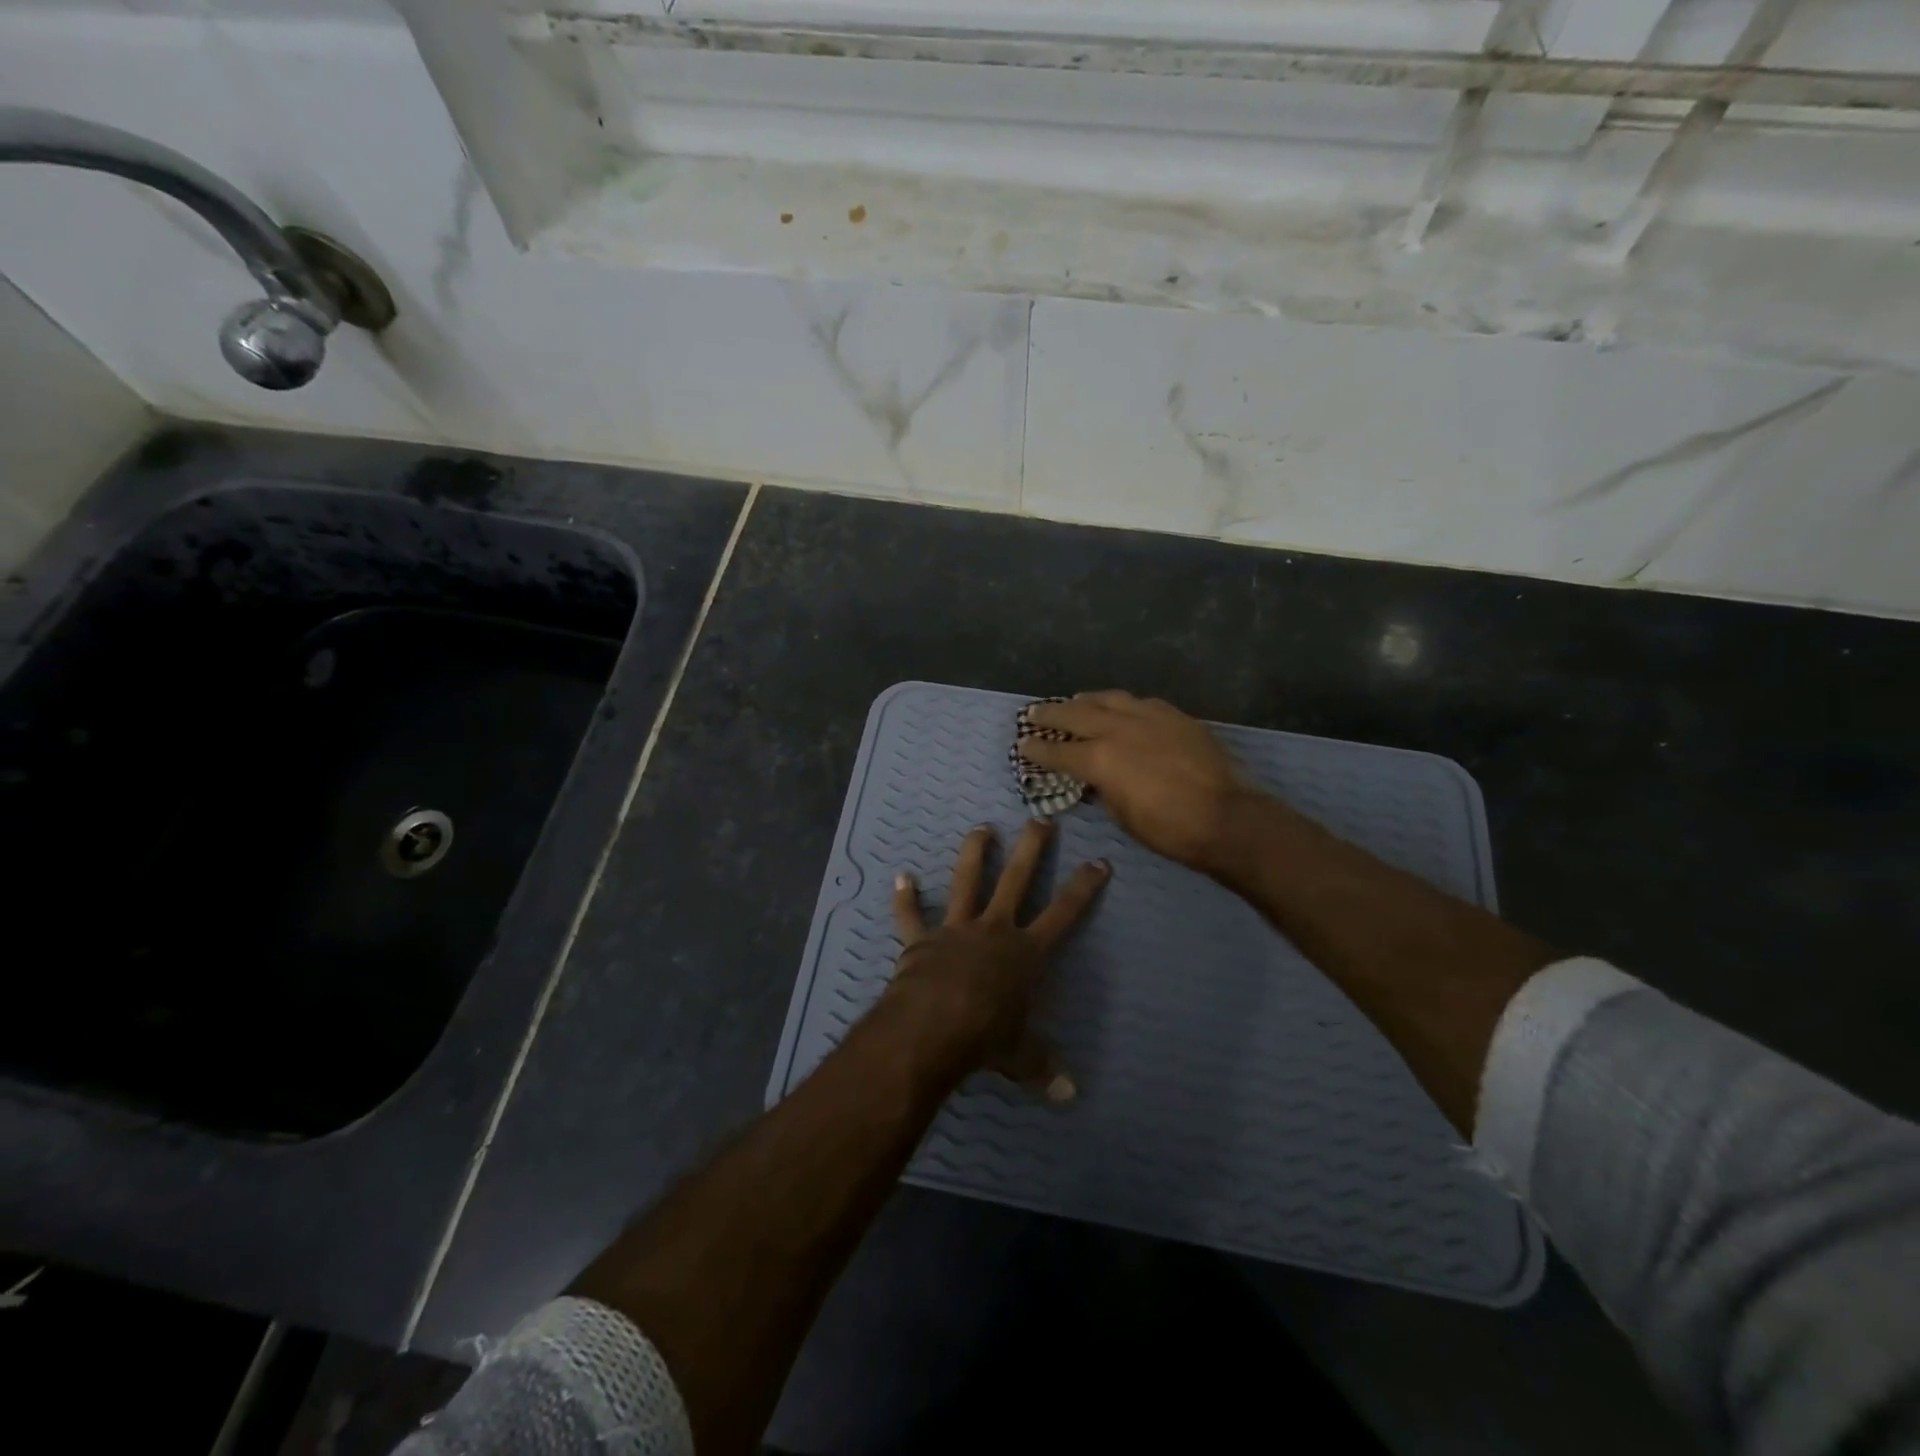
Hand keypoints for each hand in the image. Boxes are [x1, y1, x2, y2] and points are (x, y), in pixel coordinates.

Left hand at [887, 819, 1108, 1102]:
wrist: (932, 1028)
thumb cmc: (985, 1038)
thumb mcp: (1020, 1056)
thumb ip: (1043, 1068)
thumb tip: (1070, 1096)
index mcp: (1025, 953)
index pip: (1064, 913)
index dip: (1083, 888)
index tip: (1099, 861)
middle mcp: (994, 930)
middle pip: (1017, 880)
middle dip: (1032, 849)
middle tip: (1041, 820)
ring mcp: (956, 929)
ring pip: (967, 881)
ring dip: (974, 853)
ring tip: (982, 828)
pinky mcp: (921, 940)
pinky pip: (911, 916)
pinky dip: (906, 899)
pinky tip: (901, 877)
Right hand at [1021, 691, 1258, 870]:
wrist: (1226, 817)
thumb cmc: (1169, 829)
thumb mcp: (1122, 815)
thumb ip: (1104, 788)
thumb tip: (1098, 777)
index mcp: (1100, 758)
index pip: (1058, 750)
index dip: (1037, 748)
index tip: (1023, 744)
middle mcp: (1119, 728)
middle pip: (1076, 713)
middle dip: (1051, 714)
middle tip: (1034, 713)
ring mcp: (1149, 716)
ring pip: (1109, 698)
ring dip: (1087, 700)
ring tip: (1076, 700)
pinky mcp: (1174, 715)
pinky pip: (1140, 702)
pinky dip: (1123, 704)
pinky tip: (1122, 707)